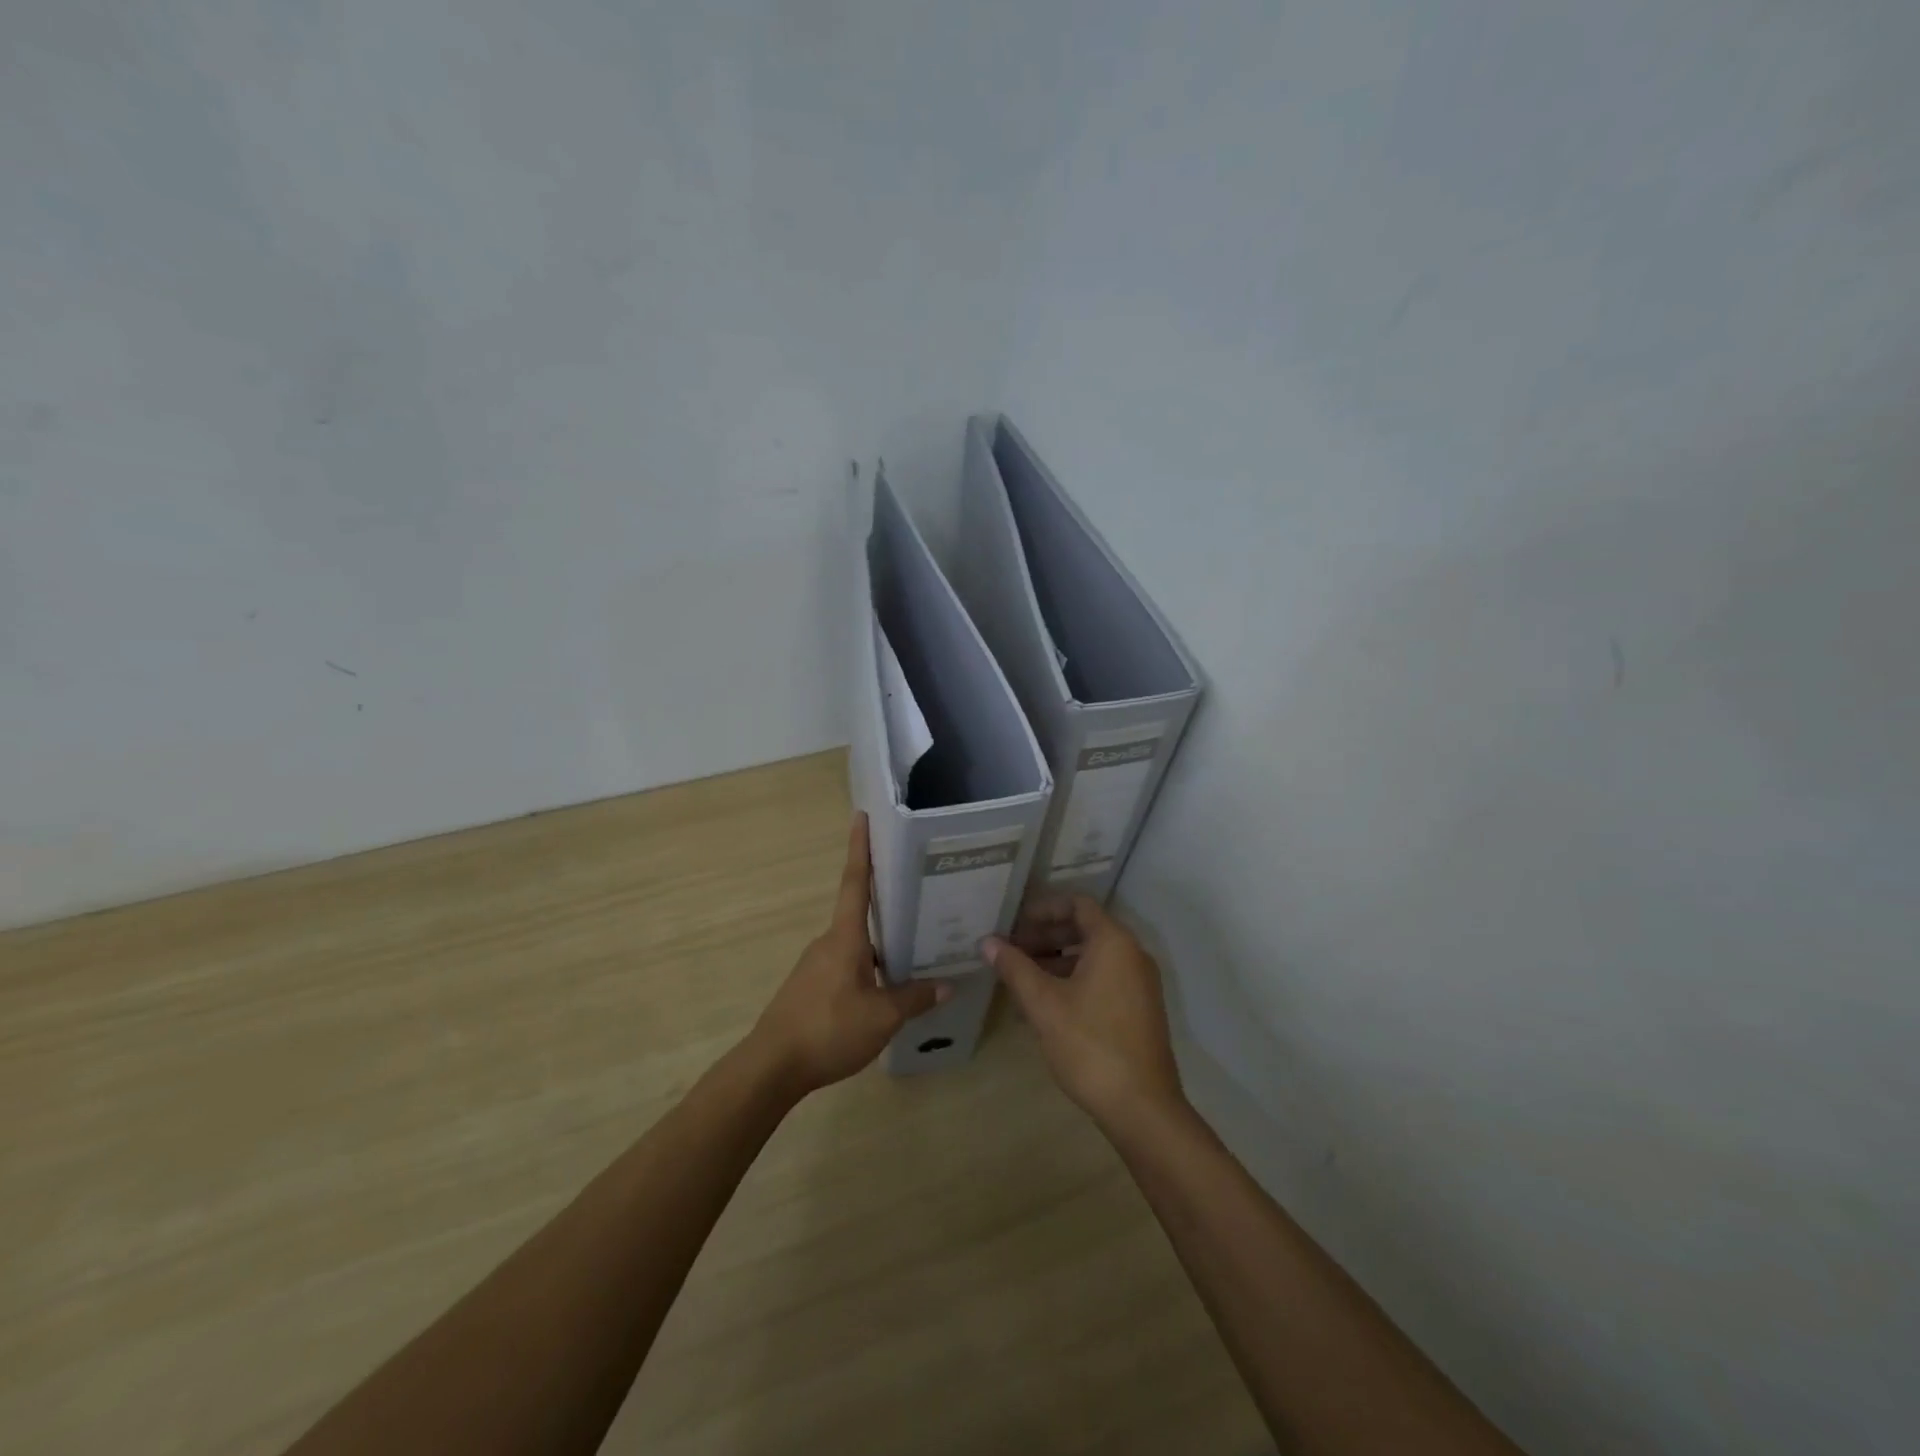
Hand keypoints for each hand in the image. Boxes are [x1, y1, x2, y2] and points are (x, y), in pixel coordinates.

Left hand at [748, 814, 945, 1095]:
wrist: (772, 1066)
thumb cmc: (828, 1030)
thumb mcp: (882, 1017)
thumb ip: (915, 998)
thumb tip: (947, 984)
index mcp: (845, 938)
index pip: (854, 882)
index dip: (860, 849)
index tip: (861, 816)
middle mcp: (829, 942)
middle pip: (860, 912)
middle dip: (886, 900)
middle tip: (919, 891)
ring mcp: (817, 964)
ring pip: (856, 943)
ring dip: (881, 941)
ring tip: (915, 945)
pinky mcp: (811, 986)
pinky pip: (847, 964)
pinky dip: (869, 965)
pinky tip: (887, 985)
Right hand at [984, 896, 1183, 1125]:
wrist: (1142, 1107)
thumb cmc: (1090, 1045)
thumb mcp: (1044, 1004)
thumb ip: (1015, 968)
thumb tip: (987, 942)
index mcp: (1114, 942)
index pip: (1078, 904)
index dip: (1044, 909)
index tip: (1014, 923)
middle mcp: (1132, 955)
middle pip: (1085, 929)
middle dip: (1045, 937)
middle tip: (1010, 950)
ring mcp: (1139, 984)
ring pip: (1092, 957)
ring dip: (1056, 961)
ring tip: (1020, 978)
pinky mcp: (1139, 1010)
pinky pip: (1103, 979)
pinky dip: (1073, 981)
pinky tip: (1044, 1006)